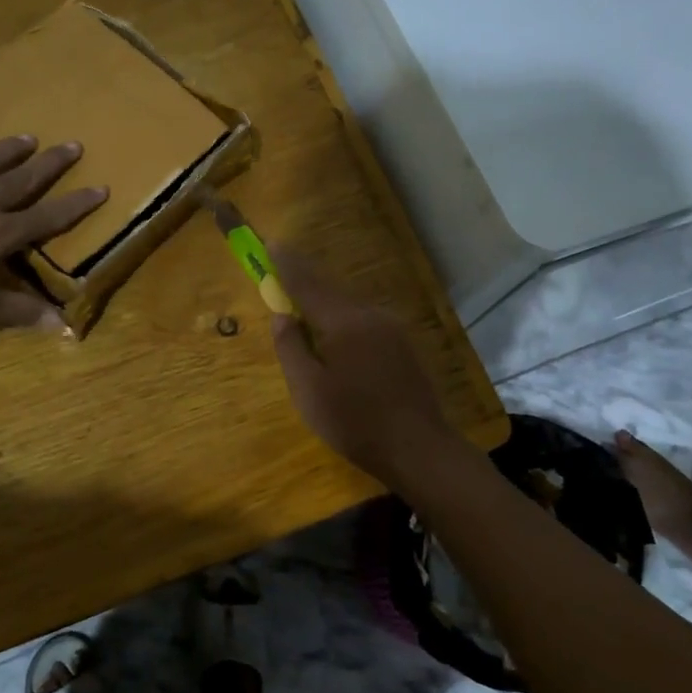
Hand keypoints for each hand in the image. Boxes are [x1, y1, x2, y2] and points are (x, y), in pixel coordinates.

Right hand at [268, 253, 462, 490]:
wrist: (419, 449)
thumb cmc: (355, 422)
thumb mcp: (308, 391)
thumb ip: (291, 348)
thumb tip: (282, 316)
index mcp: (345, 322)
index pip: (309, 284)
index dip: (287, 265)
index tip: (272, 243)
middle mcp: (371, 315)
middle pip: (331, 290)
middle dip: (306, 280)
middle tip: (282, 273)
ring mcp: (392, 329)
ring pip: (350, 306)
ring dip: (325, 302)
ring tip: (304, 309)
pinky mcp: (403, 346)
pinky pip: (364, 320)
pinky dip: (343, 319)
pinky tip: (336, 338)